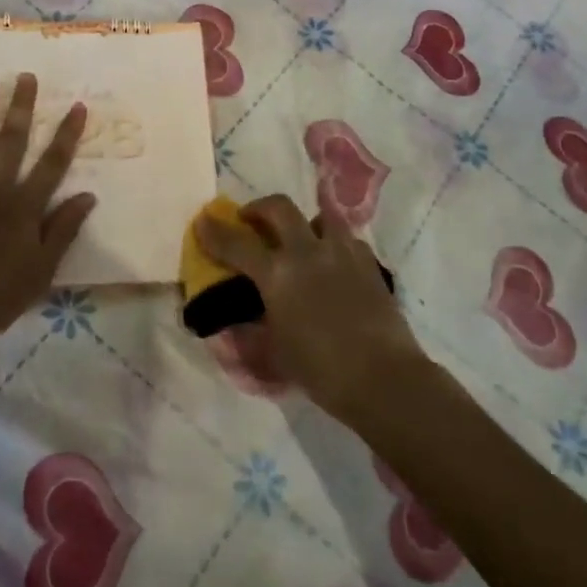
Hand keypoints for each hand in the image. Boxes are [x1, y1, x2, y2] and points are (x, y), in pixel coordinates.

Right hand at [198, 195, 427, 419]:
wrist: (384, 378)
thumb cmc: (321, 370)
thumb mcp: (275, 353)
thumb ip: (253, 331)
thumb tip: (238, 323)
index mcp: (277, 274)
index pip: (237, 244)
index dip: (215, 231)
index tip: (203, 221)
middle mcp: (306, 252)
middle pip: (279, 207)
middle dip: (259, 208)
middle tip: (252, 220)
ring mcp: (341, 252)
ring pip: (320, 214)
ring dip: (303, 220)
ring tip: (300, 238)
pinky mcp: (369, 262)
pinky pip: (347, 239)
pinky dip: (334, 243)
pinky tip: (334, 261)